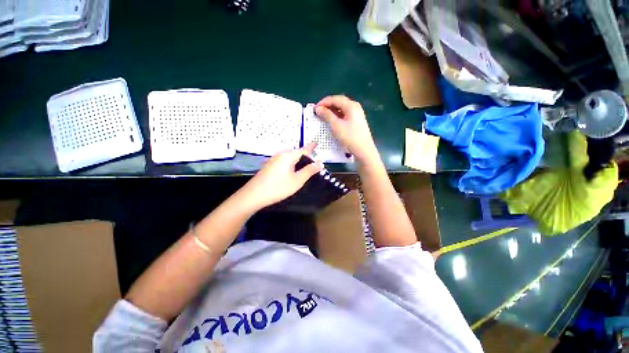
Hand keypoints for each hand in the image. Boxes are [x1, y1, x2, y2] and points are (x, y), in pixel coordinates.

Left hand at [242, 143, 323, 209]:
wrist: (254, 195)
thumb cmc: (278, 187)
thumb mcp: (297, 180)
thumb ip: (309, 171)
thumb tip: (320, 162)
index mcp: (288, 156)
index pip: (303, 150)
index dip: (311, 147)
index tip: (316, 143)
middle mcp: (280, 155)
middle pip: (296, 153)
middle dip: (305, 156)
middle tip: (313, 164)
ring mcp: (273, 160)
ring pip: (289, 158)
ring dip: (297, 161)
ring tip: (304, 168)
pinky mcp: (269, 166)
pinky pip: (283, 161)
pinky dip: (291, 164)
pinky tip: (291, 172)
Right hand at [315, 95, 378, 163]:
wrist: (363, 150)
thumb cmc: (350, 137)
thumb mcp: (336, 126)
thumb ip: (327, 115)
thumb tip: (318, 108)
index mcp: (351, 106)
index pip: (335, 99)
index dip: (323, 102)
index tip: (315, 109)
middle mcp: (355, 107)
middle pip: (339, 102)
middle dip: (327, 105)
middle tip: (318, 111)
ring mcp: (357, 114)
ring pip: (342, 108)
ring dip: (332, 111)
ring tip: (323, 116)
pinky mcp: (357, 121)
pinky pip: (345, 114)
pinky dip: (337, 116)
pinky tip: (332, 121)